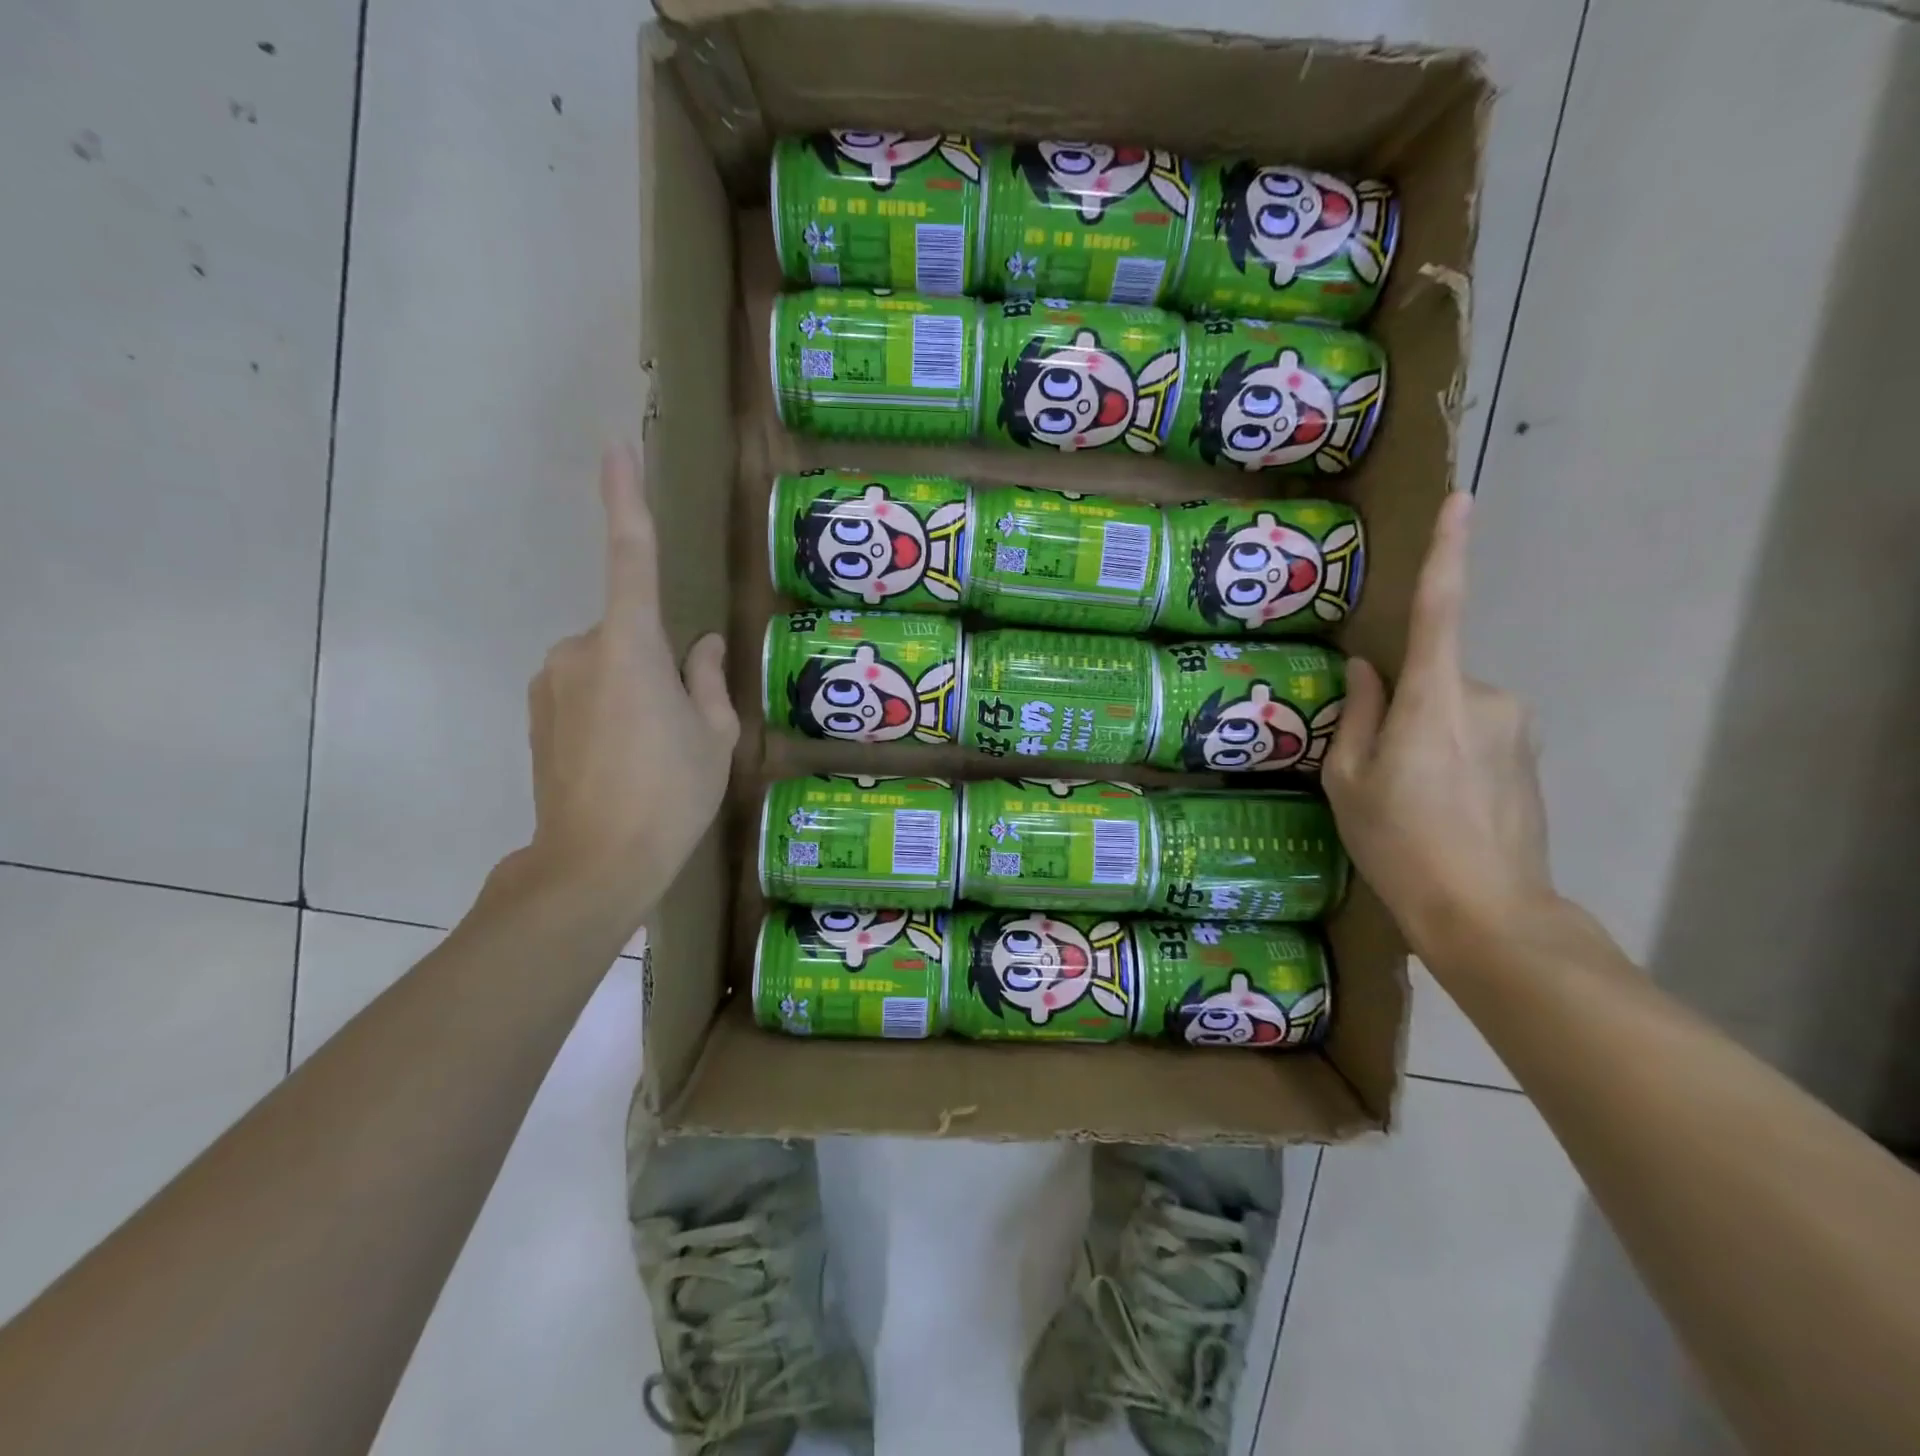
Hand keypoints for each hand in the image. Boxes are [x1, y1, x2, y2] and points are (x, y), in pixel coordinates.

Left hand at [513, 445, 738, 914]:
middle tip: (681, 730)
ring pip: (607, 665)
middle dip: (658, 666)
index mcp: (630, 646)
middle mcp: (579, 649)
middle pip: (630, 633)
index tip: (616, 447)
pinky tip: (621, 762)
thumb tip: (703, 645)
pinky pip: (583, 691)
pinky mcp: (535, 713)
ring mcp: (550, 682)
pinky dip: (608, 711)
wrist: (594, 863)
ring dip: (634, 692)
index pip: (630, 557)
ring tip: (650, 755)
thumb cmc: (670, 794)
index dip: (625, 500)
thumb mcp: (714, 737)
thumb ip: (708, 679)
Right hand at [1323, 492, 1554, 961]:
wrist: (1488, 913)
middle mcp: (1486, 697)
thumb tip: (1366, 670)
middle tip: (1376, 768)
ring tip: (1409, 795)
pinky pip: (1475, 730)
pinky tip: (1440, 804)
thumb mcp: (1349, 781)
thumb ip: (1358, 715)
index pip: (1439, 610)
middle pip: (1431, 676)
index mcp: (1435, 700)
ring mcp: (1515, 725)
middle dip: (1400, 705)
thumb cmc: (1400, 844)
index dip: (1447, 552)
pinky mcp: (1529, 752)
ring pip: (1452, 706)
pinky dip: (1449, 752)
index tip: (1461, 500)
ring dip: (1424, 732)